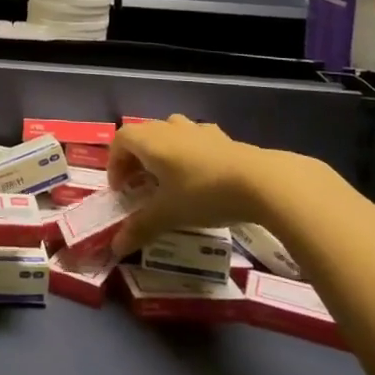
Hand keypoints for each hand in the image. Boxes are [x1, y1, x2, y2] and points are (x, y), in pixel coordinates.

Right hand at [108, 114, 286, 256]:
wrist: (260, 181)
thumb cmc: (203, 193)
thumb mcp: (169, 214)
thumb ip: (141, 228)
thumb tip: (115, 247)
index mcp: (150, 141)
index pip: (120, 141)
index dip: (114, 163)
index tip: (121, 190)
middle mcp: (169, 128)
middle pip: (143, 136)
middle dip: (136, 160)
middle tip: (140, 187)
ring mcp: (197, 129)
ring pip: (169, 133)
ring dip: (162, 153)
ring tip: (169, 179)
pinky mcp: (221, 136)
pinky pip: (195, 139)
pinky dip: (189, 153)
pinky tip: (201, 175)